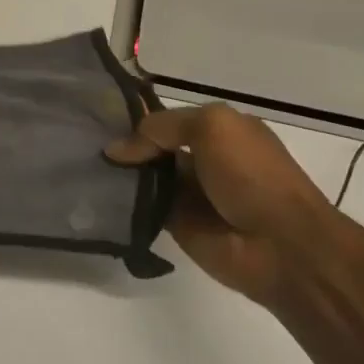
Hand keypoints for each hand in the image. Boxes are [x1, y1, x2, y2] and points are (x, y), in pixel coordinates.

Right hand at [106, 104, 341, 306]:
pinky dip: (123, 202)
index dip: (139, 118)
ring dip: (120, 173)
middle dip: (124, 144)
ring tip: (83, 167)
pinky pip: (144, 207)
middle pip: (154, 146)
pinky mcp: (178, 225)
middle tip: (83, 142)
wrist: (281, 244)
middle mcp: (205, 158)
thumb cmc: (252, 175)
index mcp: (221, 130)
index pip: (170, 118)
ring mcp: (191, 193)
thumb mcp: (213, 127)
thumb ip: (163, 127)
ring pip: (145, 176)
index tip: (99, 119)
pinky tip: (96, 194)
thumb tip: (117, 149)